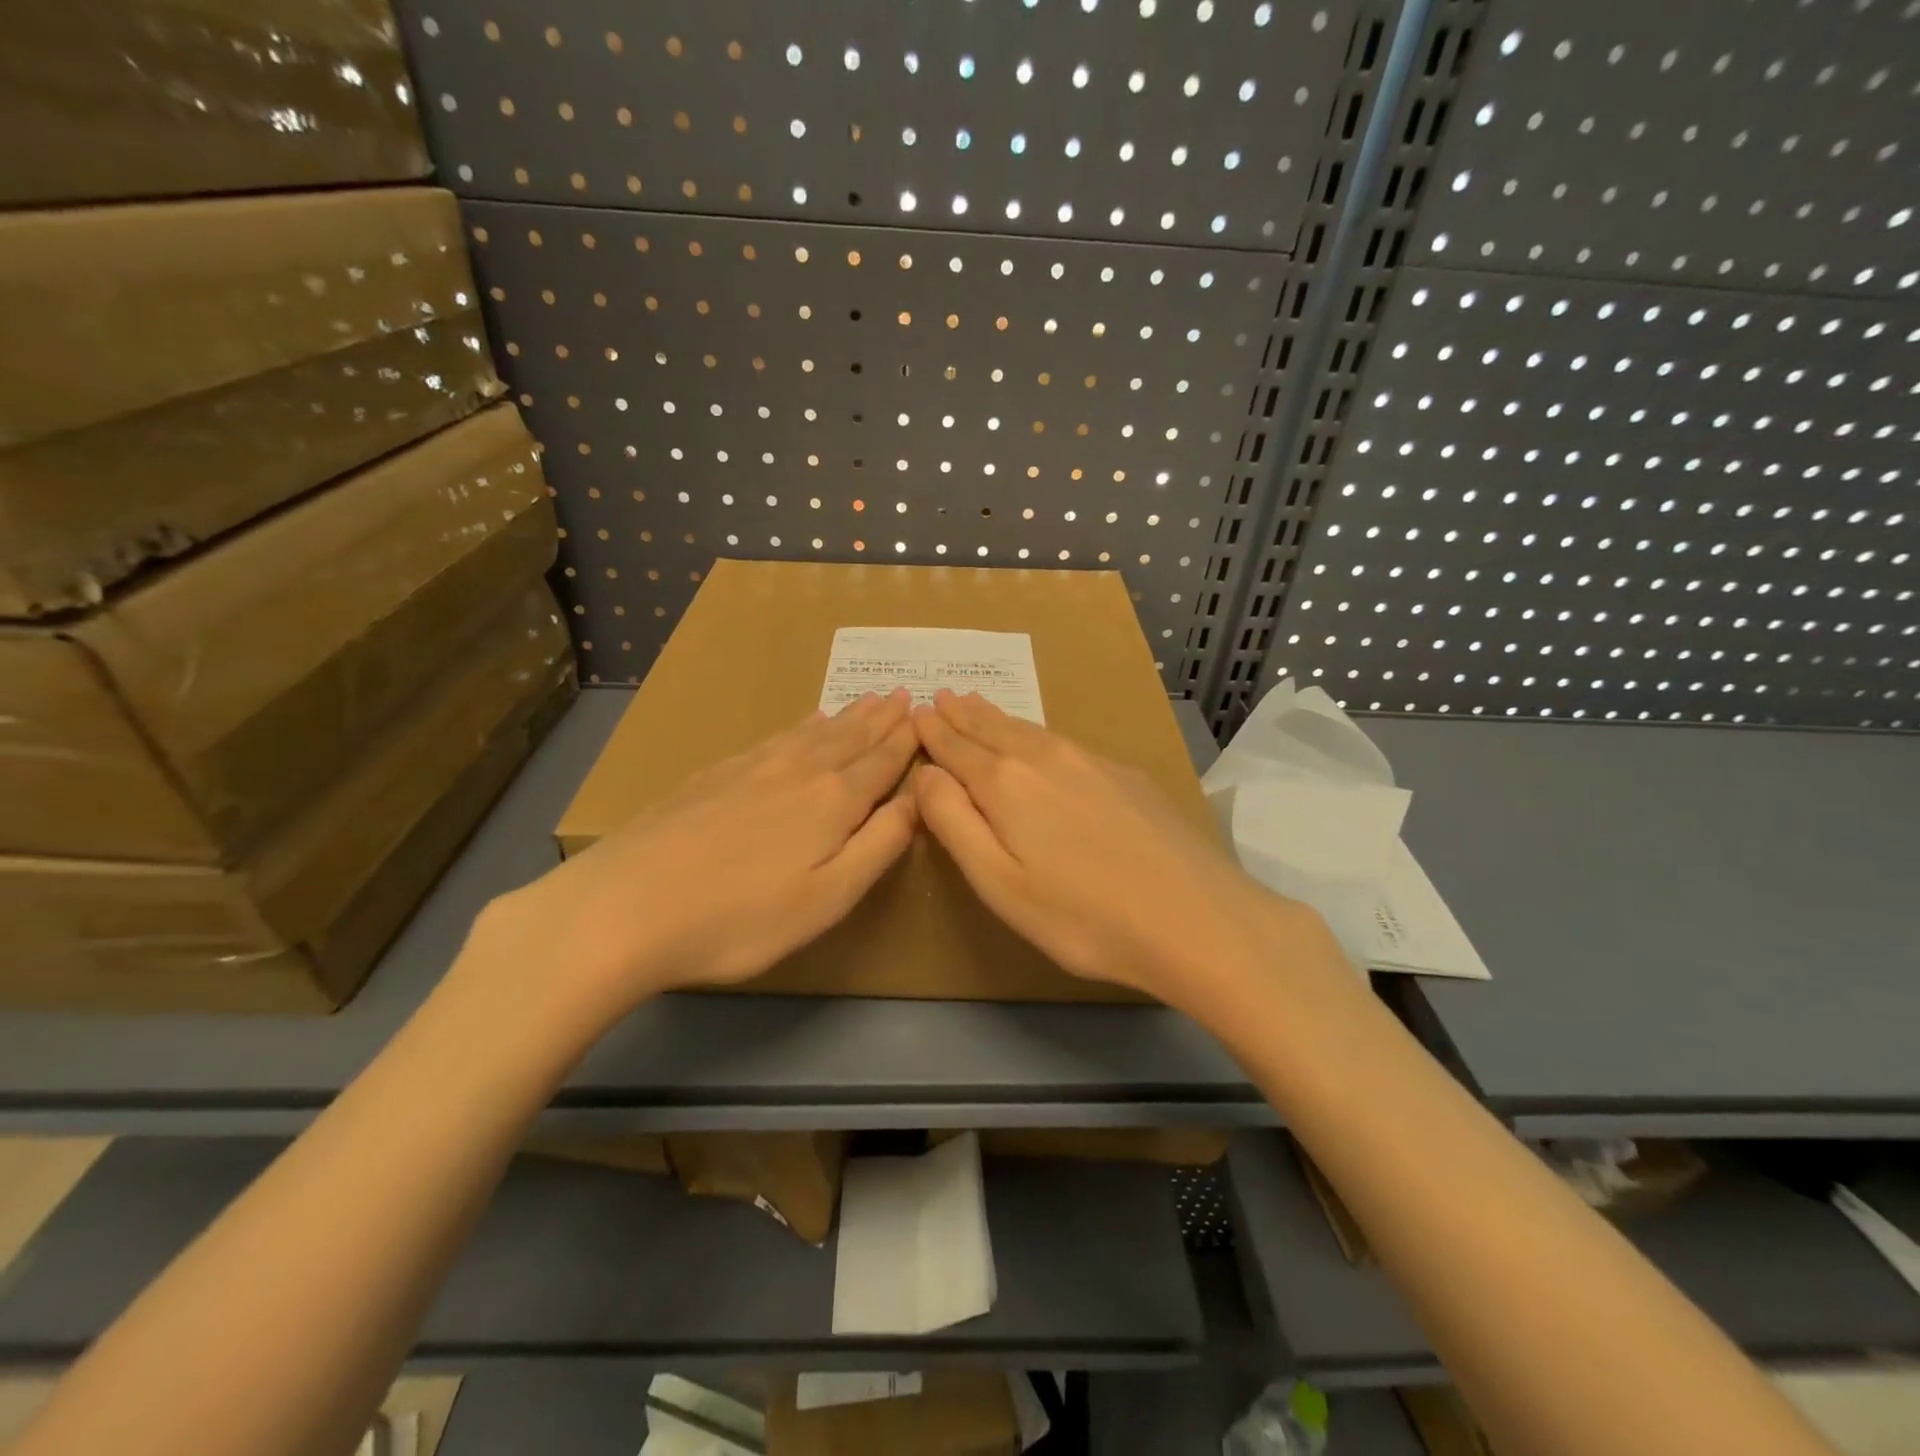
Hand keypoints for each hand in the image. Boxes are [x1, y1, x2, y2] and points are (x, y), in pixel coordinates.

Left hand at [461, 691, 919, 1041]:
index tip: (925, 716)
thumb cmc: (739, 918)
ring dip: (847, 716)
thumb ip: (879, 845)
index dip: (906, 741)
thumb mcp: (827, 898)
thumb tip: (917, 799)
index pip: (881, 762)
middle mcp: (798, 770)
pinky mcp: (715, 773)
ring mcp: (752, 767)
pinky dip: (802, 725)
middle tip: (903, 695)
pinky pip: (777, 736)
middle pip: (850, 738)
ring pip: (813, 733)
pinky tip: (804, 722)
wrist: (624, 906)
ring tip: (867, 700)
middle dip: (881, 719)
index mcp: (832, 801)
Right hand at [911, 691, 1317, 1010]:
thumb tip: (926, 773)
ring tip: (977, 705)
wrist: (1196, 919)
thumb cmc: (1083, 917)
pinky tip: (1039, 739)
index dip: (933, 732)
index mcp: (1006, 784)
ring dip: (997, 717)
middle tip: (941, 696)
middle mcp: (1046, 758)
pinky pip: (1064, 741)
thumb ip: (955, 823)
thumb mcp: (999, 884)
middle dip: (962, 714)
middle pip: (993, 729)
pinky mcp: (1126, 774)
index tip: (916, 712)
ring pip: (1030, 730)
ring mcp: (1092, 761)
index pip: (957, 748)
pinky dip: (1036, 733)